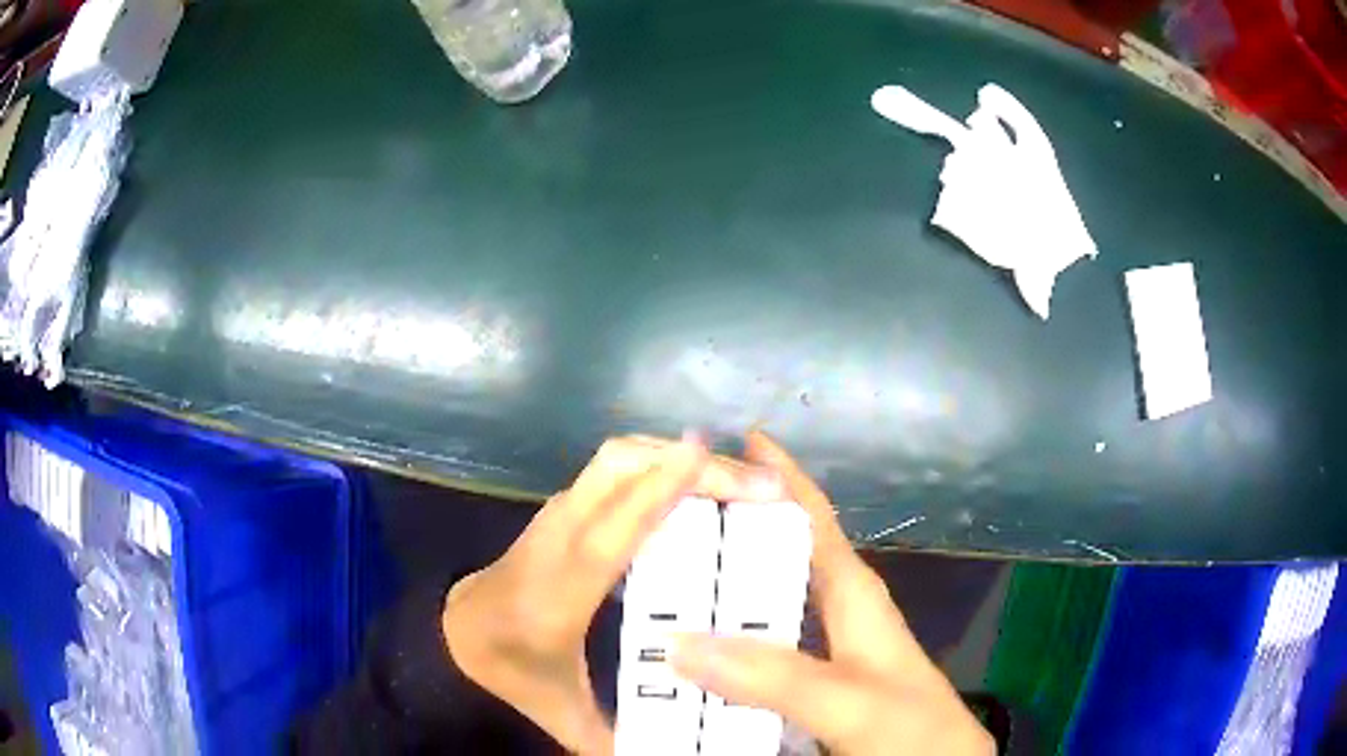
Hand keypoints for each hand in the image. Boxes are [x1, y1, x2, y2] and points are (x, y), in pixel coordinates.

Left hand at [441, 434, 785, 753]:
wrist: (458, 633)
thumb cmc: (511, 669)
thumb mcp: (561, 713)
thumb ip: (610, 741)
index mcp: (556, 591)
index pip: (608, 533)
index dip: (656, 490)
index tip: (705, 454)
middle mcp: (556, 536)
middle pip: (616, 469)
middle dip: (692, 465)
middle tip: (762, 486)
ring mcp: (557, 513)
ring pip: (617, 459)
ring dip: (680, 458)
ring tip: (743, 481)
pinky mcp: (565, 507)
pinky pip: (616, 469)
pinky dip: (662, 464)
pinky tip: (700, 485)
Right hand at [671, 432, 994, 755]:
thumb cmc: (912, 728)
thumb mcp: (852, 701)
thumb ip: (777, 676)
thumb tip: (681, 642)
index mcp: (853, 594)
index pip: (812, 518)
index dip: (780, 474)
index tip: (730, 436)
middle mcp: (832, 613)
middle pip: (774, 557)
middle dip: (725, 531)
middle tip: (658, 518)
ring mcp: (818, 652)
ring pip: (759, 605)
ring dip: (715, 590)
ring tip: (655, 577)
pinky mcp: (806, 685)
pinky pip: (751, 651)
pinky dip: (720, 641)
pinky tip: (685, 648)